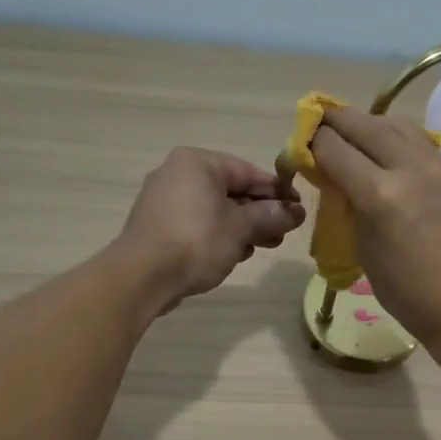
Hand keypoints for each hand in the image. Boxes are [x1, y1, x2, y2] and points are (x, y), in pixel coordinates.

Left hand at [116, 148, 304, 312]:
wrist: (142, 276)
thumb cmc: (197, 241)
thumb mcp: (242, 228)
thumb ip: (271, 216)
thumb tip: (296, 212)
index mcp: (198, 162)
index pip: (248, 171)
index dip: (277, 192)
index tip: (298, 210)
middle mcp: (178, 173)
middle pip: (231, 190)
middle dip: (259, 213)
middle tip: (282, 234)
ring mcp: (164, 200)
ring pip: (215, 209)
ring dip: (242, 227)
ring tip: (261, 247)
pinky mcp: (158, 225)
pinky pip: (197, 223)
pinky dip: (217, 235)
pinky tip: (232, 254)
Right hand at [309, 109, 440, 350]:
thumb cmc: (408, 293)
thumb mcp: (363, 249)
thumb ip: (349, 205)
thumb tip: (339, 179)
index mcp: (380, 194)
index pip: (333, 147)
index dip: (311, 142)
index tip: (301, 146)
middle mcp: (410, 169)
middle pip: (364, 124)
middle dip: (335, 121)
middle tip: (319, 123)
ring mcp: (439, 167)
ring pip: (396, 124)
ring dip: (369, 123)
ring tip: (355, 134)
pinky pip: (420, 141)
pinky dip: (397, 138)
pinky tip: (389, 153)